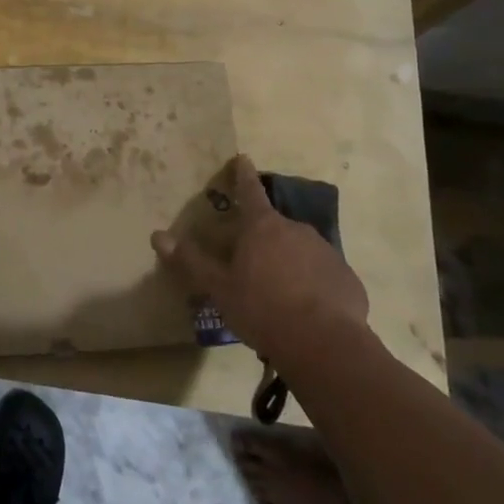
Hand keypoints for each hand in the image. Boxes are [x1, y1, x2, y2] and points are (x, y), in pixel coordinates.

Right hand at [151, 155, 371, 373]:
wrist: (325, 345)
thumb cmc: (263, 309)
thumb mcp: (219, 288)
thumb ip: (190, 261)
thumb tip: (157, 235)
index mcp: (262, 227)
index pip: (250, 190)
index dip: (243, 174)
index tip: (243, 157)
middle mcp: (296, 229)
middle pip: (274, 227)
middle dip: (263, 240)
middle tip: (252, 264)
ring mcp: (325, 252)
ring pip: (301, 251)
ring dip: (290, 264)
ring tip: (279, 296)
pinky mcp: (346, 279)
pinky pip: (323, 276)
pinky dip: (314, 286)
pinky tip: (308, 312)